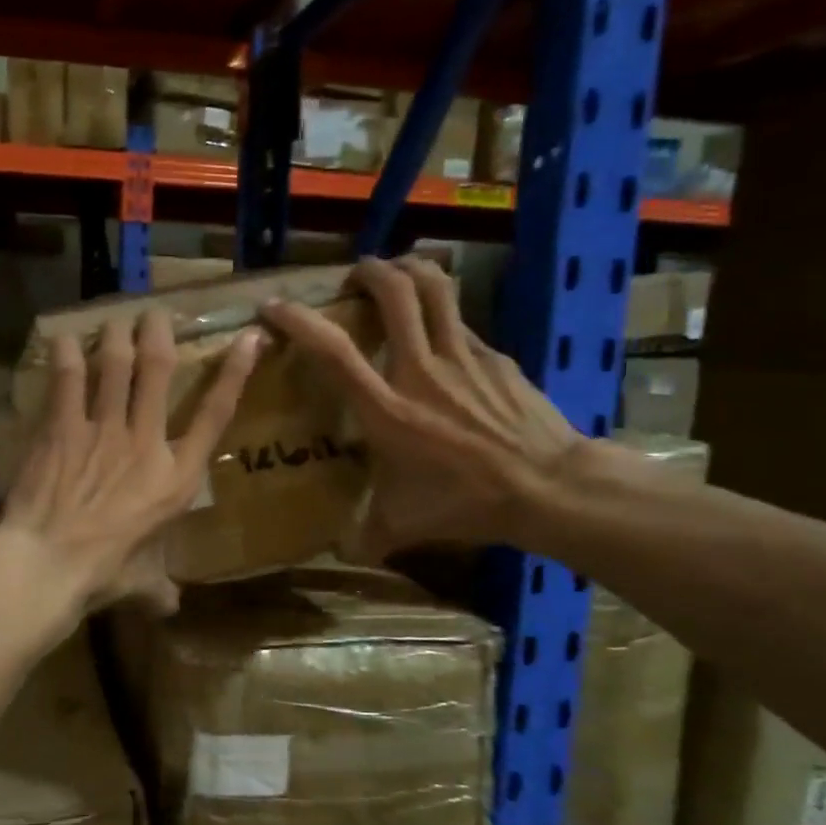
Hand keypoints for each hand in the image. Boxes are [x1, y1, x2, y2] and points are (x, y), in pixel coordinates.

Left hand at [0, 308, 260, 614]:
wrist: (48, 565)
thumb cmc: (101, 576)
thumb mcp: (140, 585)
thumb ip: (158, 589)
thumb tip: (170, 608)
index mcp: (175, 478)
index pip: (214, 415)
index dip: (234, 373)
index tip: (247, 338)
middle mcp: (145, 442)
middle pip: (160, 370)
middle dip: (159, 333)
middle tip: (154, 314)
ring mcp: (103, 429)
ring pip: (116, 363)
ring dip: (116, 335)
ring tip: (114, 319)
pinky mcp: (62, 427)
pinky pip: (69, 378)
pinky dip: (68, 354)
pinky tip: (65, 338)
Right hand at [263, 256, 581, 555]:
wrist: (549, 487)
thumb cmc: (466, 504)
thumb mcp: (403, 525)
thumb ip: (366, 536)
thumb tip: (340, 554)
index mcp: (387, 409)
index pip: (334, 352)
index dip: (300, 321)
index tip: (275, 307)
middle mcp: (421, 370)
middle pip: (396, 292)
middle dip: (370, 270)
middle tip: (356, 275)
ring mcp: (463, 356)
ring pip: (436, 288)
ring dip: (411, 270)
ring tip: (396, 274)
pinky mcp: (495, 357)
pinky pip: (462, 323)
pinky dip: (443, 317)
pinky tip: (440, 339)